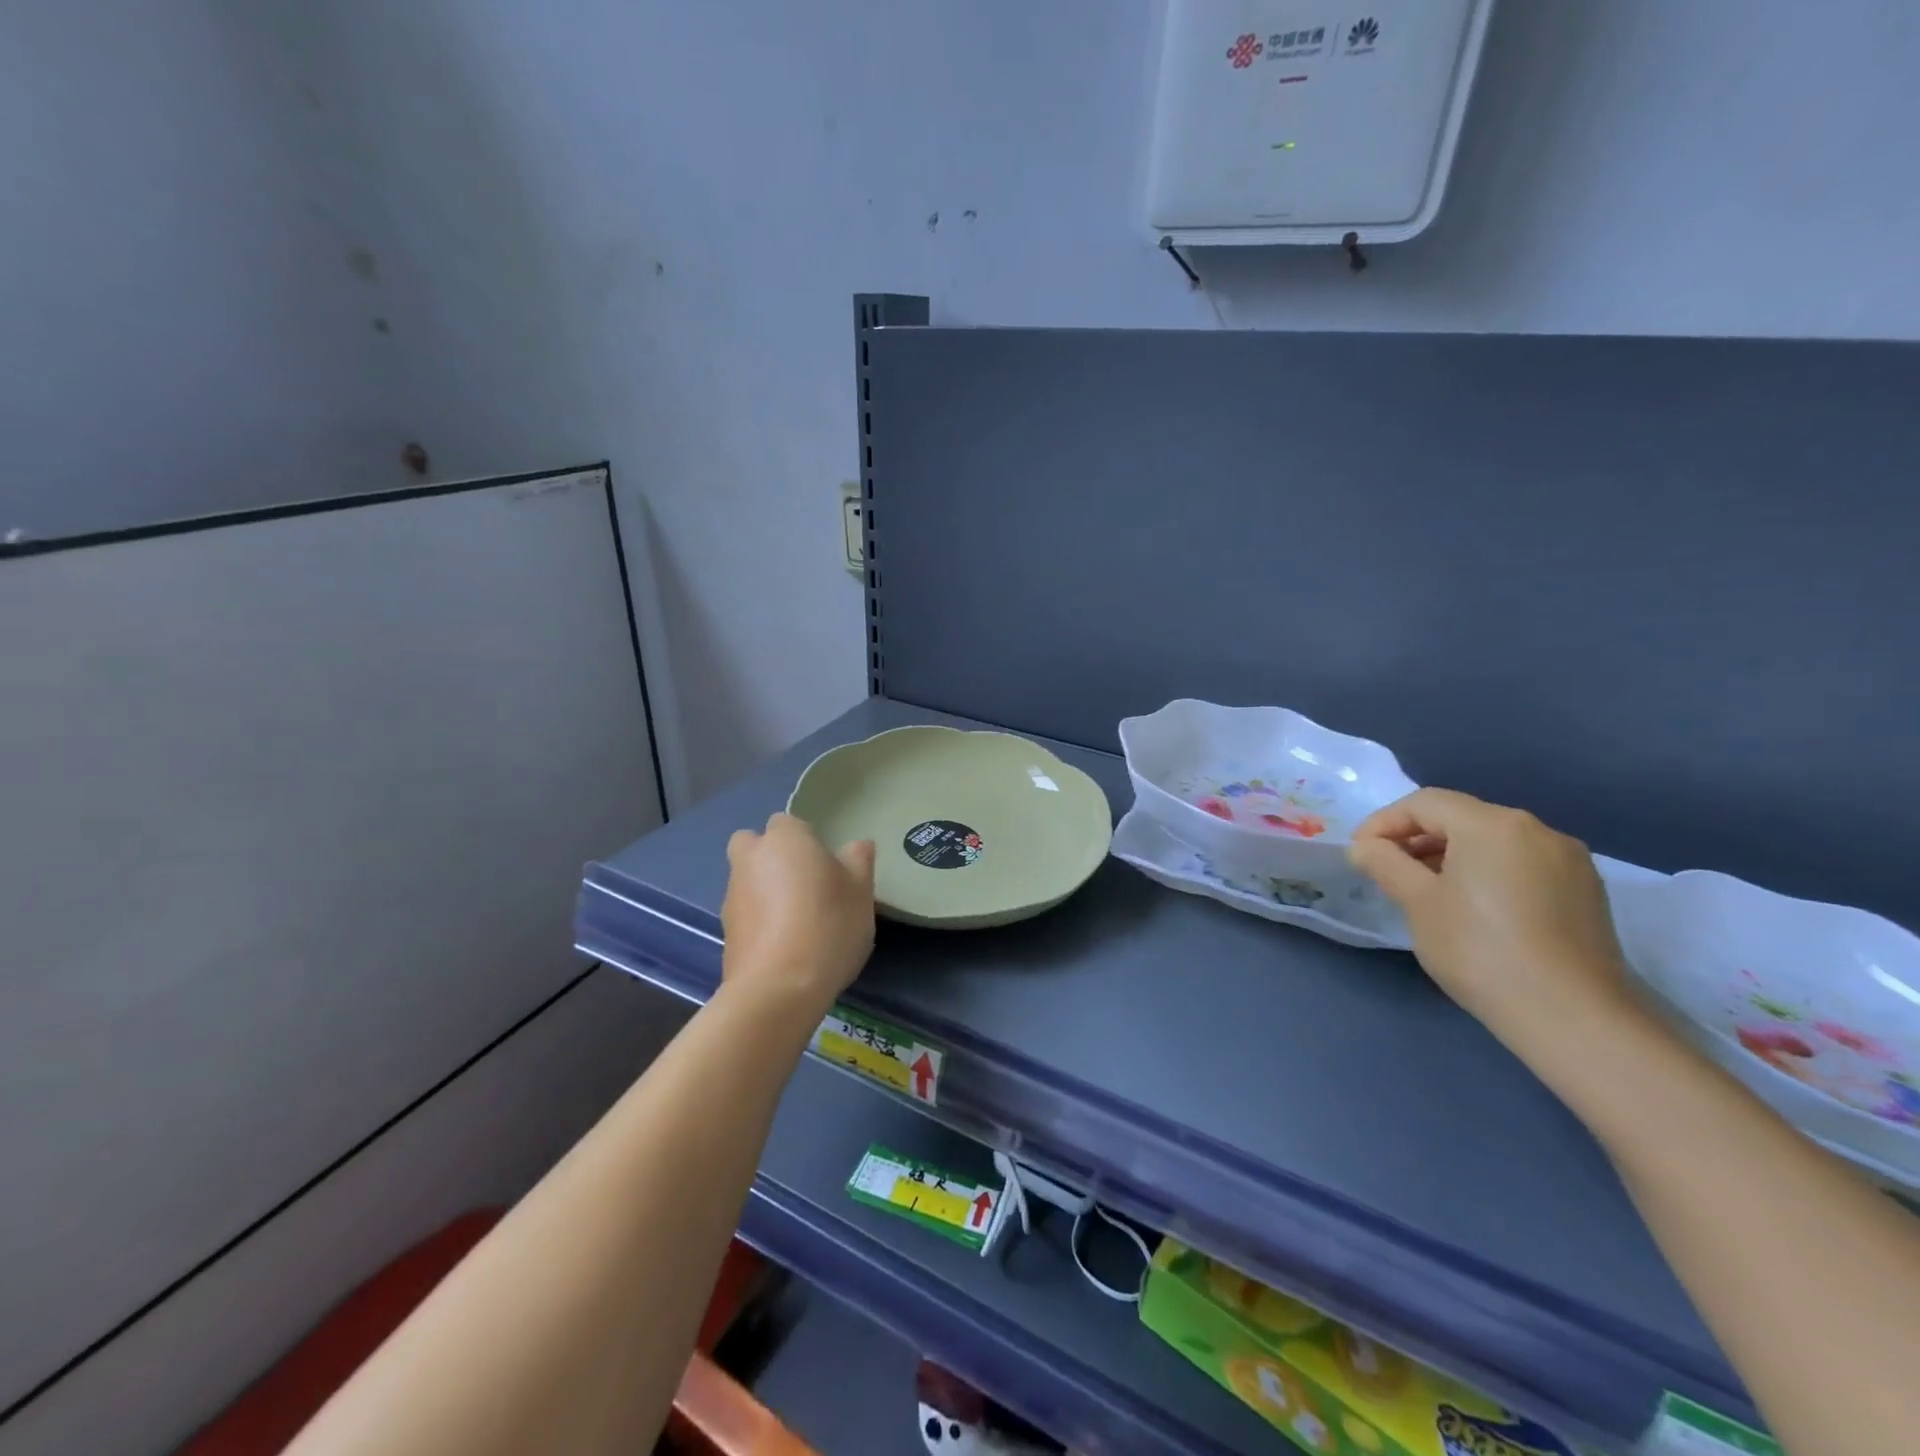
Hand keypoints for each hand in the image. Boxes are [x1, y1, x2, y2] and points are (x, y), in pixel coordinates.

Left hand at [721, 813, 875, 1017]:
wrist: (779, 988)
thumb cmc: (828, 925)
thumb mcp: (860, 891)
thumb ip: (859, 861)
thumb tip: (858, 845)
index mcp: (784, 839)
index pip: (789, 822)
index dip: (806, 840)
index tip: (827, 865)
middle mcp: (750, 860)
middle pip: (752, 845)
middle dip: (769, 857)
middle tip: (802, 883)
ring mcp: (732, 896)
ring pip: (747, 880)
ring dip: (764, 891)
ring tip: (797, 922)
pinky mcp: (725, 933)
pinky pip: (745, 915)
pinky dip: (759, 922)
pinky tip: (784, 946)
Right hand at [1348, 788, 1634, 1060]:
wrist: (1572, 1018)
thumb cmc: (1480, 950)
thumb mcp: (1418, 903)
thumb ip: (1385, 864)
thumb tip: (1365, 847)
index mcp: (1493, 824)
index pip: (1424, 803)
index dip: (1384, 823)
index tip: (1360, 854)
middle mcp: (1537, 830)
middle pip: (1461, 817)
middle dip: (1417, 838)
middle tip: (1388, 871)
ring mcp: (1569, 861)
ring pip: (1493, 842)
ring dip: (1451, 856)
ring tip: (1426, 891)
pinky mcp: (1586, 891)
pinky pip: (1521, 864)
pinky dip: (1487, 872)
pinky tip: (1473, 908)